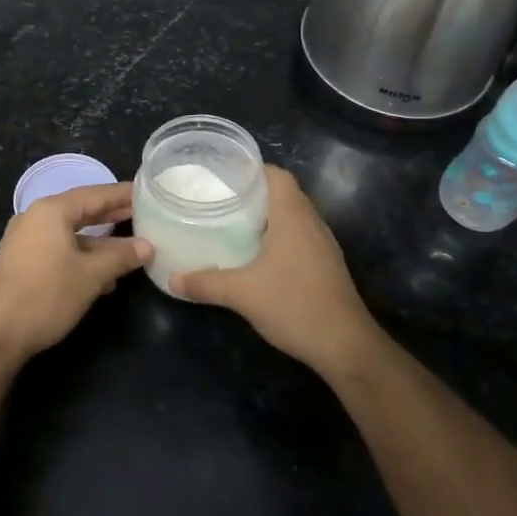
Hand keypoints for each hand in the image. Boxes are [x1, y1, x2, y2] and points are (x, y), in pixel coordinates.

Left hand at [0, 182, 151, 358]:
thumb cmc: (46, 296)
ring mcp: (25, 240)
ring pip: (71, 233)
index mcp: (51, 211)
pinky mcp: (22, 262)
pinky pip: (59, 249)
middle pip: (81, 210)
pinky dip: (82, 256)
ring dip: (100, 242)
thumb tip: (147, 246)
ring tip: (131, 248)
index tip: (147, 193)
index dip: (122, 194)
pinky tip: (104, 276)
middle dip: (112, 215)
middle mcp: (35, 218)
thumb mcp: (91, 276)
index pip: (95, 194)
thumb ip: (121, 256)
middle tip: (143, 214)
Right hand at [171, 166, 381, 378]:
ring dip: (265, 217)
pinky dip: (277, 237)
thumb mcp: (241, 293)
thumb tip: (171, 279)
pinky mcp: (325, 264)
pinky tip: (255, 255)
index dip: (250, 170)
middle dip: (252, 193)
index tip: (221, 177)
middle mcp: (311, 221)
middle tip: (218, 200)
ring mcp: (322, 244)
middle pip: (282, 193)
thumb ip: (205, 283)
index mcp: (293, 215)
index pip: (275, 174)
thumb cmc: (294, 305)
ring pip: (291, 216)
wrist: (345, 345)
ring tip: (231, 223)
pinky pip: (298, 236)